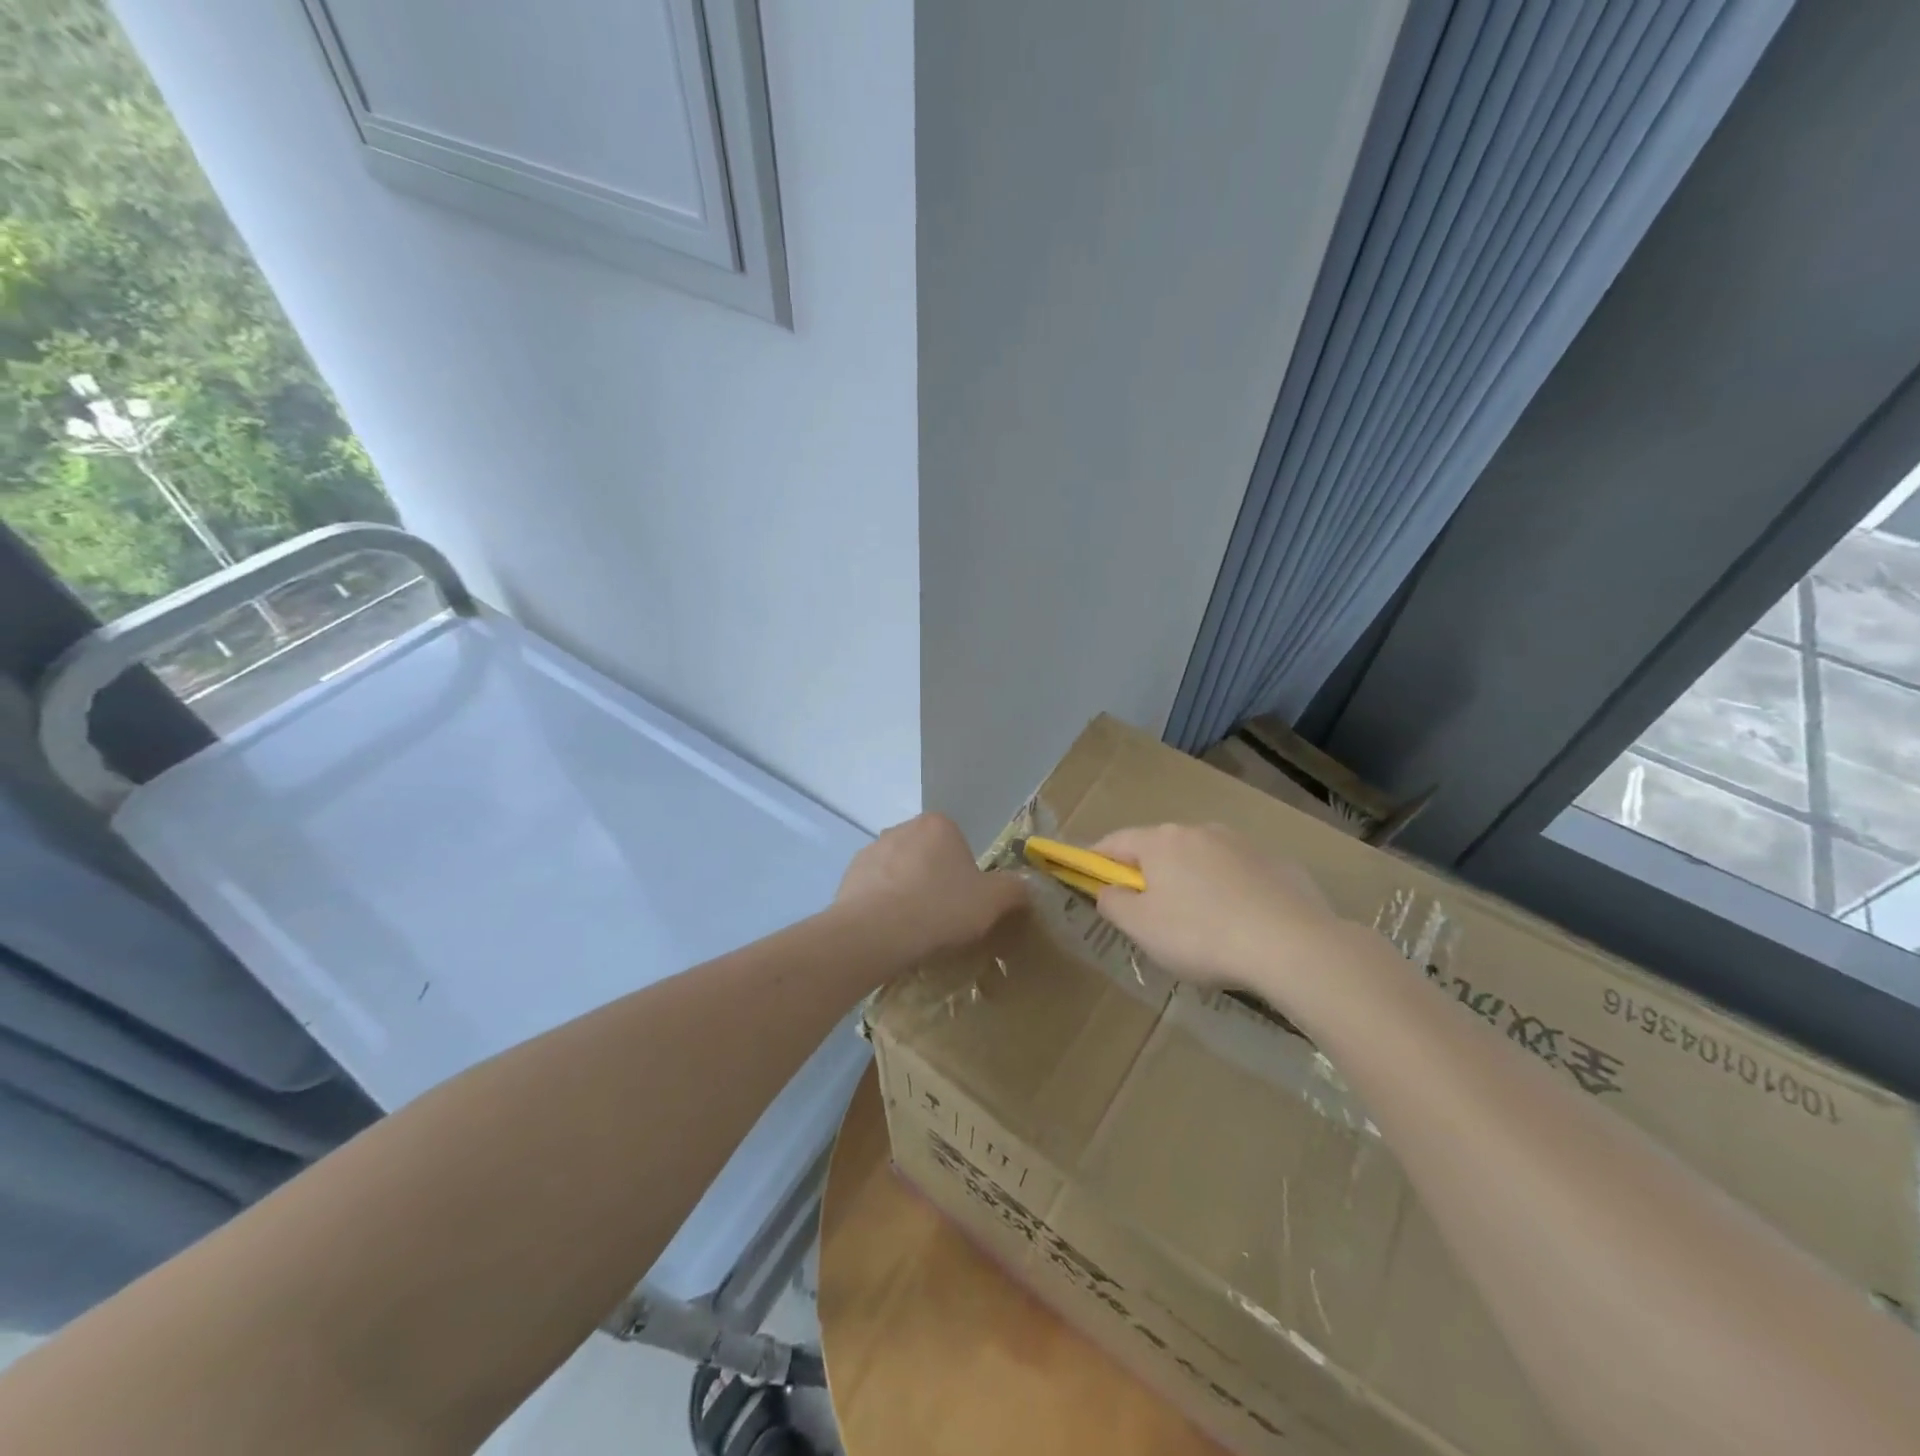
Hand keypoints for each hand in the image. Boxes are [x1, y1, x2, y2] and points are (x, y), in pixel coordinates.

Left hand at [836, 813, 1026, 960]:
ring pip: (900, 873)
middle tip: (943, 918)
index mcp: (938, 825)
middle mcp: (902, 828)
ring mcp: (872, 850)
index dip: (966, 876)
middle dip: (935, 882)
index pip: (959, 845)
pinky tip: (889, 932)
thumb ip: (1014, 889)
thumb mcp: (993, 902)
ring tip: (914, 930)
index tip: (965, 904)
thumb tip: (1025, 887)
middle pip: (928, 857)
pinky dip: (883, 906)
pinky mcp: (849, 875)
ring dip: (907, 893)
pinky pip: (875, 890)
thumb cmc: (940, 908)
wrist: (875, 933)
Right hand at [1090, 823, 1346, 1005]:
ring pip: (1201, 860)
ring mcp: (1241, 844)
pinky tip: (1240, 925)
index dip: (1096, 859)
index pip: (1114, 841)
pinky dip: (1229, 892)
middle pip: (1159, 849)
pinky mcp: (1276, 863)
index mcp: (1160, 841)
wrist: (1293, 945)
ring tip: (1199, 924)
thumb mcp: (1142, 928)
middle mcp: (1199, 831)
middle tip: (1147, 913)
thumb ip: (1114, 904)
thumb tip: (1108, 890)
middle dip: (1148, 874)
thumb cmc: (1202, 935)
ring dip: (1190, 882)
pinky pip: (1238, 875)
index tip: (1088, 877)